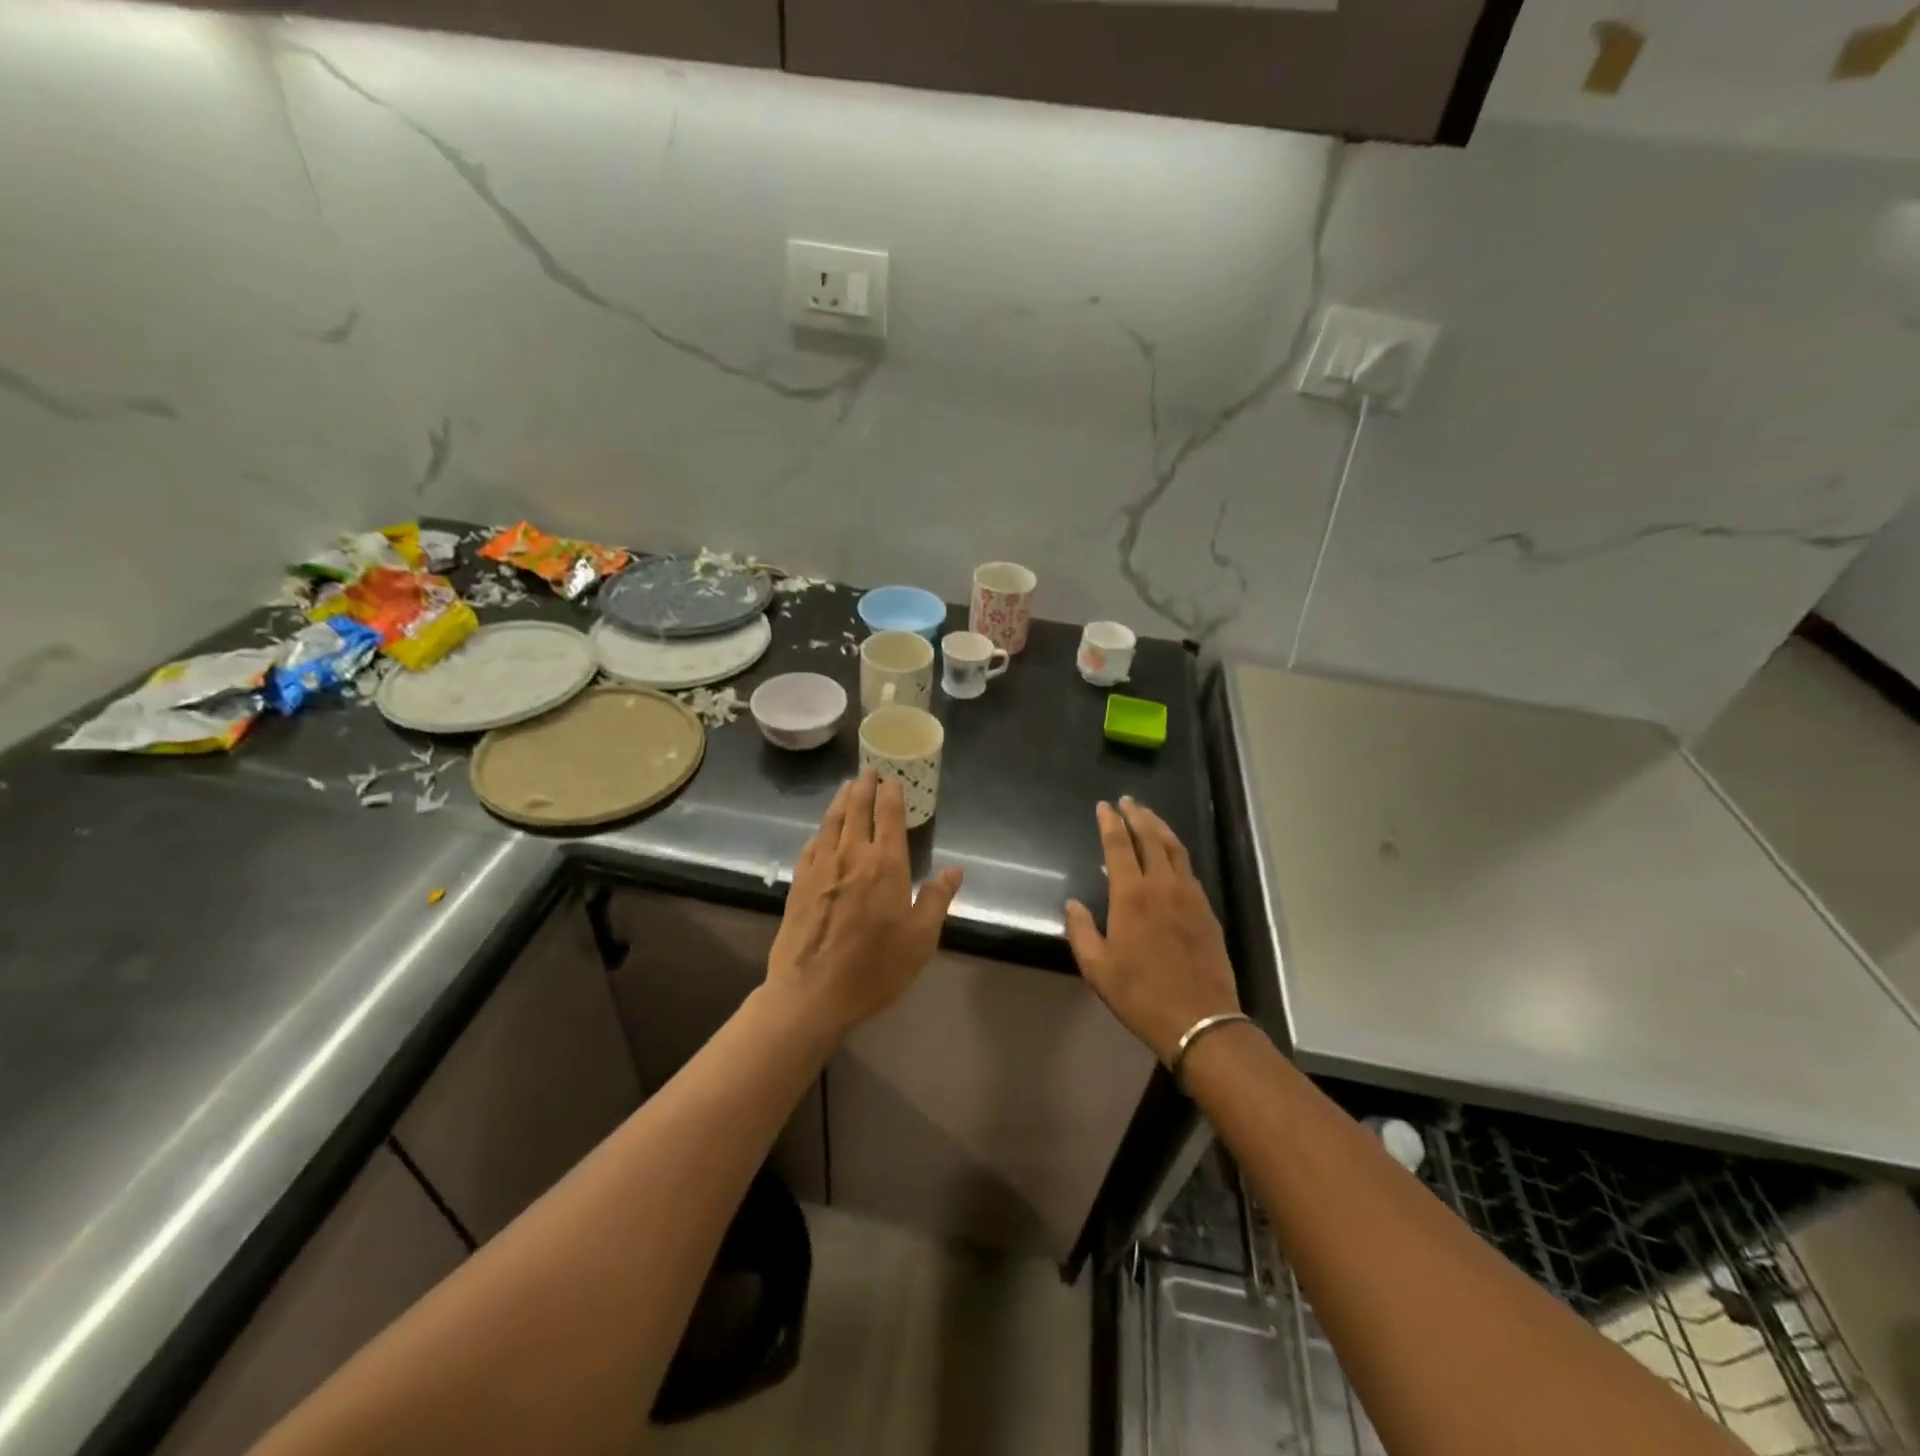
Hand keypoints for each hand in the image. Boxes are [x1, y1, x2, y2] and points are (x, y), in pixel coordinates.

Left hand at [766, 771, 963, 1040]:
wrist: (811, 992)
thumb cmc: (875, 967)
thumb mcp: (920, 939)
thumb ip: (936, 899)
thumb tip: (954, 870)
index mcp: (885, 865)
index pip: (888, 816)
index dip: (891, 793)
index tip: (892, 778)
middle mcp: (851, 856)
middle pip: (856, 810)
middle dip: (863, 787)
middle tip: (868, 771)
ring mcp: (820, 868)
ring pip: (831, 822)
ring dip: (840, 801)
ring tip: (846, 787)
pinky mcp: (799, 884)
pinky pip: (811, 845)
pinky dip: (821, 830)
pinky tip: (822, 831)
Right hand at [1066, 797, 1239, 1064]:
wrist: (1199, 1020)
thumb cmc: (1140, 994)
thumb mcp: (1097, 968)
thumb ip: (1081, 931)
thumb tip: (1073, 904)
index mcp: (1131, 896)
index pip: (1118, 846)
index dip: (1110, 823)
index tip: (1104, 806)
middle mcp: (1162, 886)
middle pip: (1150, 838)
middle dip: (1137, 815)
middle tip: (1127, 800)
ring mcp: (1189, 896)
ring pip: (1175, 849)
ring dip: (1160, 827)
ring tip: (1148, 815)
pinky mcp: (1207, 910)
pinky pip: (1189, 869)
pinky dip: (1177, 852)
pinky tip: (1172, 854)